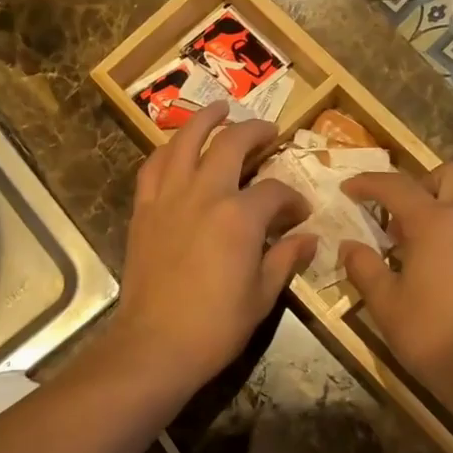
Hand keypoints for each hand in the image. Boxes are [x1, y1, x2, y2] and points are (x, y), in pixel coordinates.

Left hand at [106, 101, 315, 400]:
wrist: (155, 344)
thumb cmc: (215, 326)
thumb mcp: (262, 296)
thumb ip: (285, 259)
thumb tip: (309, 238)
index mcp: (240, 217)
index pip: (275, 191)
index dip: (292, 198)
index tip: (300, 211)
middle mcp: (204, 194)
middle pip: (230, 145)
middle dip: (254, 132)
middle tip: (268, 131)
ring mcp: (169, 198)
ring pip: (185, 141)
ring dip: (204, 120)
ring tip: (219, 108)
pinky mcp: (144, 210)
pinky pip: (153, 167)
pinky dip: (167, 151)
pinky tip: (176, 148)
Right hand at [339, 163, 452, 431]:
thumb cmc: (433, 336)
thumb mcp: (385, 305)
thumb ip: (364, 268)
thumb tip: (350, 245)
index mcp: (436, 223)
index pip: (396, 186)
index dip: (369, 183)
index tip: (351, 189)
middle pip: (451, 175)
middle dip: (424, 185)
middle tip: (405, 218)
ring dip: (451, 218)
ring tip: (435, 256)